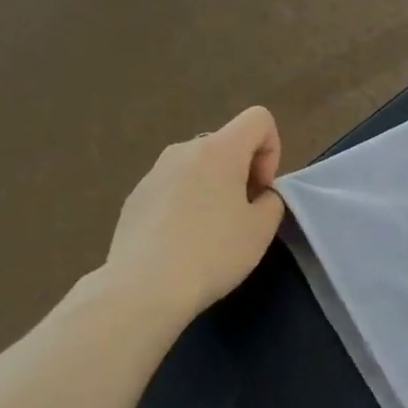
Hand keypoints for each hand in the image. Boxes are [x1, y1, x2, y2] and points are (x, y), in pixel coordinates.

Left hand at [105, 107, 284, 318]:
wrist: (144, 287)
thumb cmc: (213, 253)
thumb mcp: (262, 229)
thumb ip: (271, 201)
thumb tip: (256, 195)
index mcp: (219, 150)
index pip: (258, 119)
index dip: (272, 150)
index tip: (261, 190)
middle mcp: (183, 150)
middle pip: (226, 144)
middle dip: (243, 172)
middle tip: (243, 216)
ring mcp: (153, 173)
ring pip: (198, 167)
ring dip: (214, 188)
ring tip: (212, 232)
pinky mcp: (136, 197)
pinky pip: (173, 188)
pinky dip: (187, 205)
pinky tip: (183, 243)